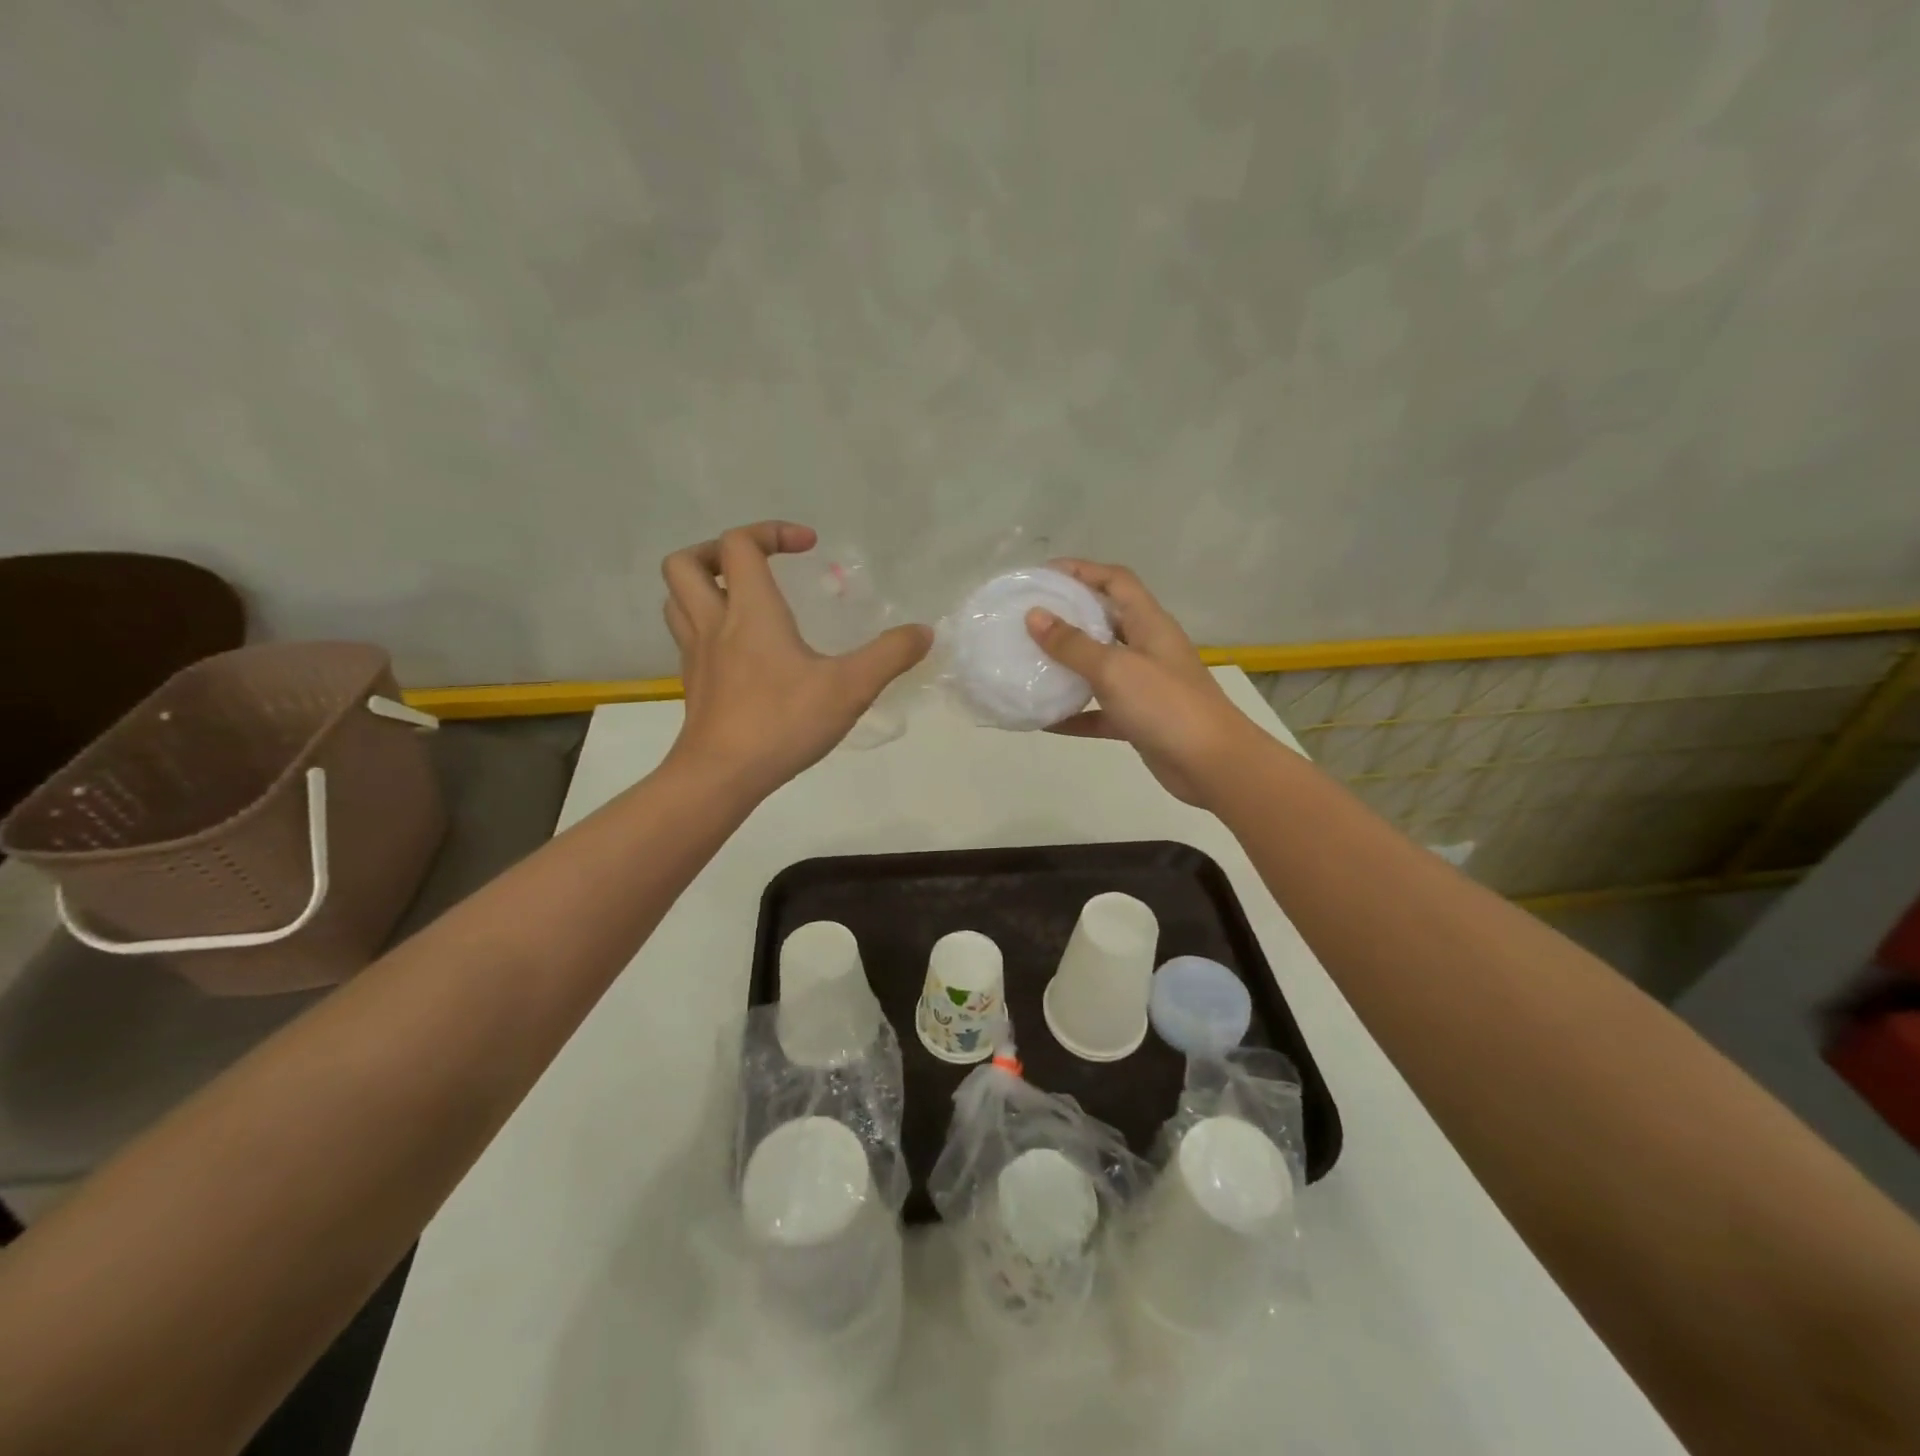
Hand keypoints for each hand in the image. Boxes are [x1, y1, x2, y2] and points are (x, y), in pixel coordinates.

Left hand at [661, 522, 931, 796]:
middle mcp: (713, 623)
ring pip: (676, 599)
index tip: (808, 547)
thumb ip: (890, 655)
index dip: (772, 532)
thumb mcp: (850, 688)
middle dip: (716, 551)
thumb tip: (924, 632)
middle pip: (685, 563)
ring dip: (703, 586)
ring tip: (740, 599)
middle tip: (755, 566)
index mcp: (749, 610)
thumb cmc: (783, 722)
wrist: (721, 776)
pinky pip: (687, 637)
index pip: (740, 544)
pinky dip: (706, 627)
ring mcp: (695, 655)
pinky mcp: (693, 685)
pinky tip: (739, 651)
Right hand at [1025, 560, 1261, 806]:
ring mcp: (1144, 686)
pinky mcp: (1138, 720)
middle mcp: (1147, 648)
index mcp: (1149, 624)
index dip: (1082, 570)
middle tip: (1027, 619)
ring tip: (1028, 662)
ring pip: (1099, 667)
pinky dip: (1073, 714)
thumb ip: (1073, 645)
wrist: (1213, 765)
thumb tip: (1034, 616)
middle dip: (1068, 617)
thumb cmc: (1166, 705)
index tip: (1042, 575)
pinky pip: (1099, 711)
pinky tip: (1042, 720)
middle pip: (1105, 621)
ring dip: (1067, 666)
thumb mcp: (1115, 669)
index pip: (1116, 581)